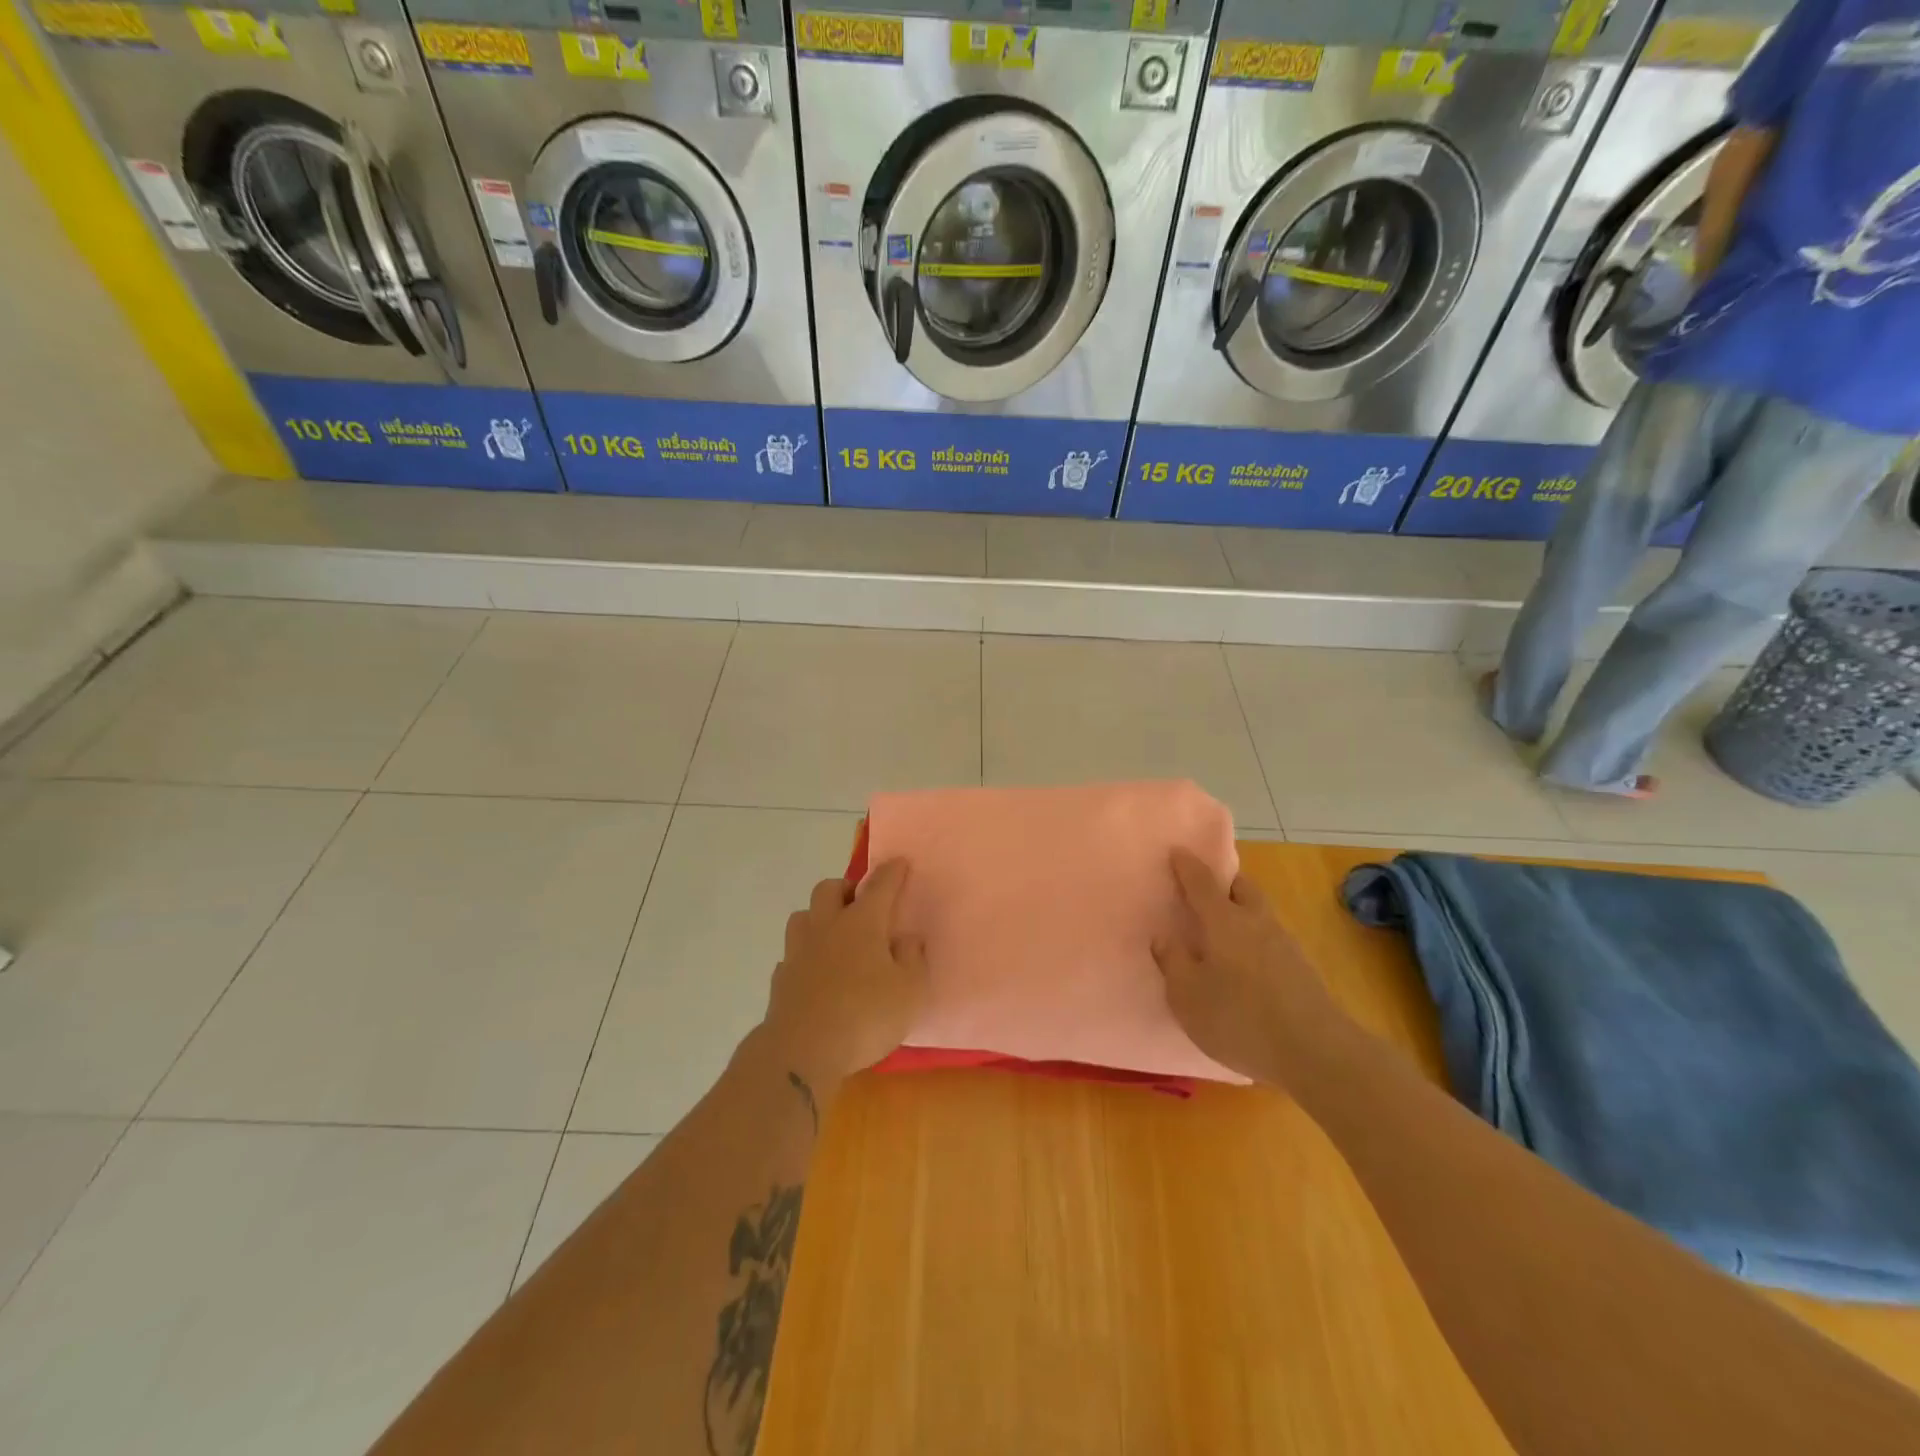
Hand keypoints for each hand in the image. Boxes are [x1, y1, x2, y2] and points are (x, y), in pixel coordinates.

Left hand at [759, 859, 928, 1099]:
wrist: (801, 1051)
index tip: (900, 863)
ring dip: (819, 917)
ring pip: (803, 916)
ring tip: (835, 935)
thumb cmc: (865, 1016)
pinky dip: (805, 956)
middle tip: (861, 904)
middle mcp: (827, 927)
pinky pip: (792, 954)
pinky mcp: (781, 978)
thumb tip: (907, 938)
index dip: (892, 872)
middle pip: (829, 888)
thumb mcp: (910, 991)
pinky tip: (815, 972)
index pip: (880, 886)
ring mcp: (798, 951)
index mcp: (862, 923)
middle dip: (846, 888)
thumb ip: (913, 959)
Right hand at [1152, 849, 1349, 1086]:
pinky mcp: (1301, 969)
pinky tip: (1246, 962)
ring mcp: (1284, 944)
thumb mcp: (1187, 996)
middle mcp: (1255, 922)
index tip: (1176, 851)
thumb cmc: (1239, 1019)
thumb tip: (1163, 937)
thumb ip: (1173, 963)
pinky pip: (1270, 938)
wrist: (1315, 1052)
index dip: (1186, 865)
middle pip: (1241, 887)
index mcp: (1223, 921)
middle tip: (1204, 890)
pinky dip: (1254, 938)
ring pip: (1259, 912)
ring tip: (1223, 930)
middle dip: (1223, 882)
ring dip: (1241, 910)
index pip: (1201, 882)